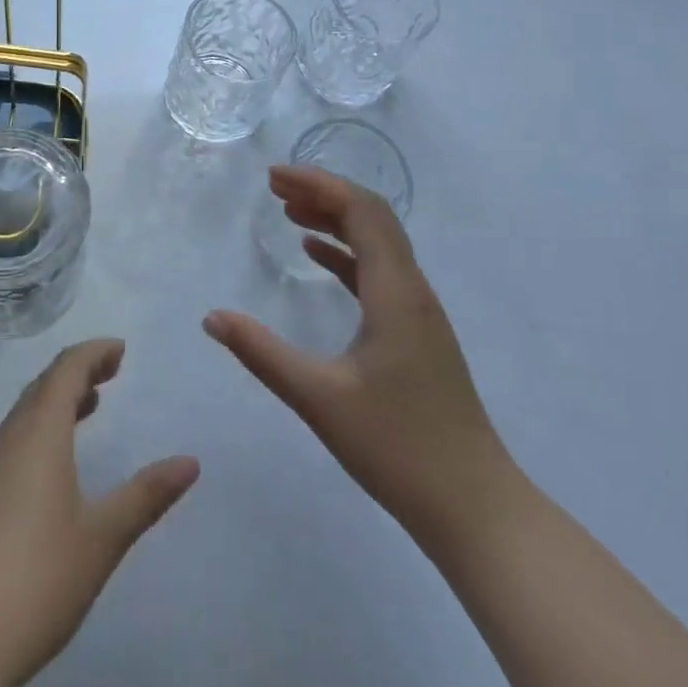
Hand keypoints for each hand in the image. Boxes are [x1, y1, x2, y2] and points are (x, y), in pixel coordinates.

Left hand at [0, 339, 199, 686]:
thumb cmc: (36, 578)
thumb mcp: (102, 538)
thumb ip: (146, 496)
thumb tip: (190, 462)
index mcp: (39, 432)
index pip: (66, 368)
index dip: (94, 352)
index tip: (121, 349)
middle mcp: (10, 436)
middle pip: (44, 384)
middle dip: (79, 371)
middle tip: (112, 372)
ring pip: (26, 411)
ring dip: (58, 399)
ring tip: (90, 406)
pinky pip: (14, 437)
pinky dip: (41, 427)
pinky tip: (55, 462)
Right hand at [204, 166, 505, 531]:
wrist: (475, 508)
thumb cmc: (398, 448)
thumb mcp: (319, 399)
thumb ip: (262, 354)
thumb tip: (212, 317)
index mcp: (395, 291)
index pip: (361, 210)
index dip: (318, 184)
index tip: (274, 177)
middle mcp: (412, 289)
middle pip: (371, 216)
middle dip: (323, 193)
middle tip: (275, 187)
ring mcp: (418, 312)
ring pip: (377, 242)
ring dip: (335, 220)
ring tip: (289, 212)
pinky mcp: (416, 333)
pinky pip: (379, 273)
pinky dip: (346, 253)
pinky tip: (316, 255)